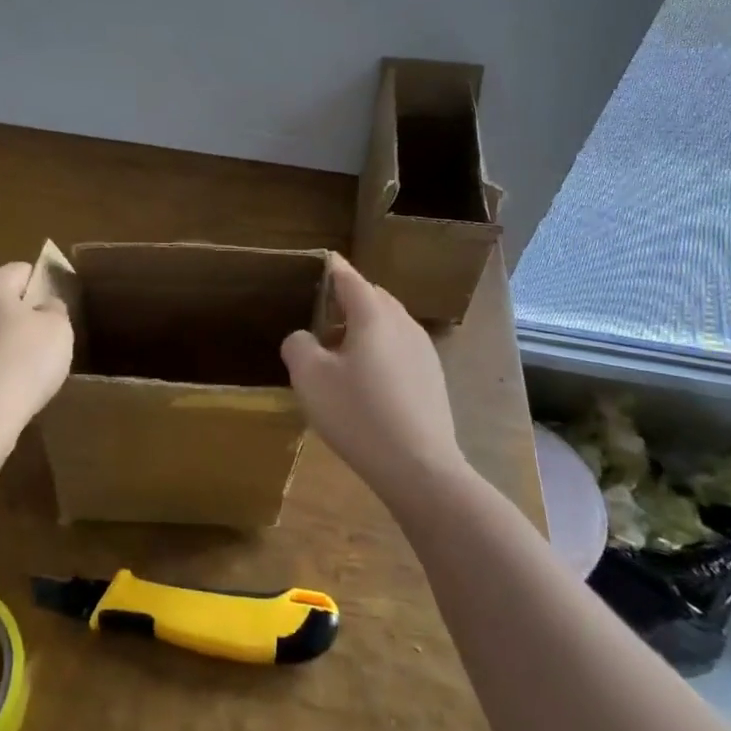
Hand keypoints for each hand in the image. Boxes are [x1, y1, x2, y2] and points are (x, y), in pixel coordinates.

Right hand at [281, 254, 465, 502]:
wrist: (420, 468)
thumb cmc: (359, 414)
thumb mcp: (310, 378)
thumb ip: (298, 345)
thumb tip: (303, 338)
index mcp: (373, 314)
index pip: (349, 277)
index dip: (331, 268)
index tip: (318, 262)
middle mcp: (402, 323)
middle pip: (372, 297)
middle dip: (347, 299)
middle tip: (320, 315)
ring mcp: (423, 350)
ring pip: (388, 323)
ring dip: (363, 327)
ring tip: (339, 351)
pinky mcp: (432, 377)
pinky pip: (400, 348)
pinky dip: (380, 349)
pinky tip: (366, 381)